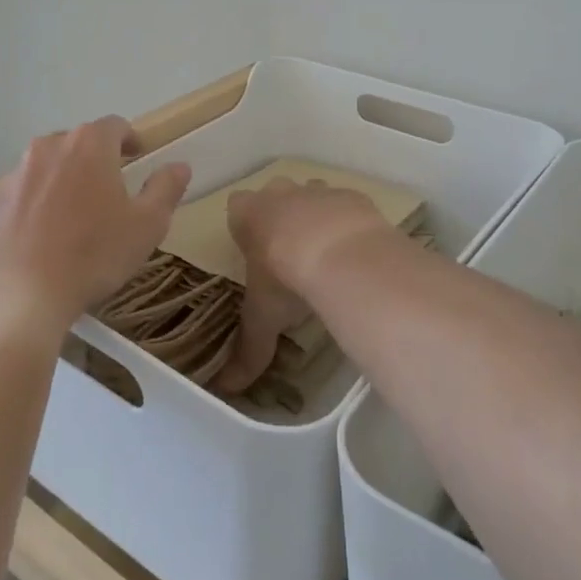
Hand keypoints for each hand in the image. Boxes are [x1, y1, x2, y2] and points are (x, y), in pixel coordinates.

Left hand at [0, 117, 190, 339]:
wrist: (13, 297)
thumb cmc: (91, 256)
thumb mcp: (146, 227)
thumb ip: (166, 189)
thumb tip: (178, 166)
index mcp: (88, 146)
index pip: (114, 125)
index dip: (129, 139)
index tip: (136, 157)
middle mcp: (46, 148)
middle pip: (75, 144)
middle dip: (92, 161)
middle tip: (106, 193)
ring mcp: (11, 175)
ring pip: (42, 168)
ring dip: (58, 182)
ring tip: (68, 219)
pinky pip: (15, 196)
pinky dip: (28, 207)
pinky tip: (34, 241)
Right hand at [216, 178, 393, 392]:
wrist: (340, 252)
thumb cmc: (285, 277)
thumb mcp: (263, 317)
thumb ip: (247, 350)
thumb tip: (227, 389)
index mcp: (249, 213)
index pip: (236, 206)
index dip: (244, 225)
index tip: (253, 248)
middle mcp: (281, 193)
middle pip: (275, 195)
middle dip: (281, 217)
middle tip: (288, 253)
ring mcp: (318, 190)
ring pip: (312, 195)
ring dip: (315, 217)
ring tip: (324, 254)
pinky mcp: (352, 196)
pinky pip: (346, 206)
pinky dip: (347, 224)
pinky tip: (354, 252)